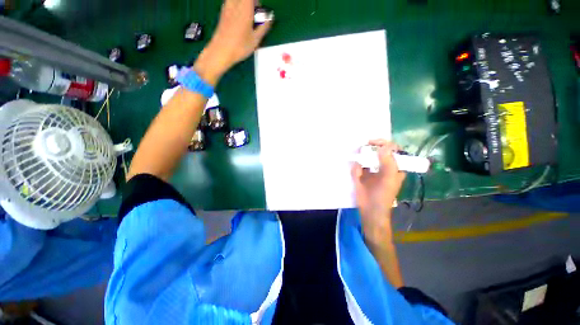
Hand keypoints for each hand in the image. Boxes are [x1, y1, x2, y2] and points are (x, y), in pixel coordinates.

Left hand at [194, 0, 271, 84]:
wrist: (221, 51)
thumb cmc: (240, 46)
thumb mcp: (256, 39)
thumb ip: (264, 27)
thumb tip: (270, 17)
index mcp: (245, 8)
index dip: (257, 2)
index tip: (259, 12)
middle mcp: (235, 4)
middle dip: (252, 3)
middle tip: (255, 16)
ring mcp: (227, 7)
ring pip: (236, 1)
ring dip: (244, 5)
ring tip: (247, 18)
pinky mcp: (222, 13)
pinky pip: (231, 4)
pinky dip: (237, 8)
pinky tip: (239, 21)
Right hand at [351, 140, 405, 242]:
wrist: (369, 210)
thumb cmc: (383, 196)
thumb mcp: (388, 179)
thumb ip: (388, 162)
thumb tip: (384, 146)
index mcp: (395, 166)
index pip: (392, 149)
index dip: (384, 143)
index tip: (373, 142)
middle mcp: (383, 166)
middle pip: (377, 151)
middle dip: (370, 149)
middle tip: (363, 148)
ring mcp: (371, 170)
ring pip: (366, 157)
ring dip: (361, 157)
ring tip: (359, 162)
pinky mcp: (361, 174)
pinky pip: (357, 166)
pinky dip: (356, 167)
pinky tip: (357, 173)